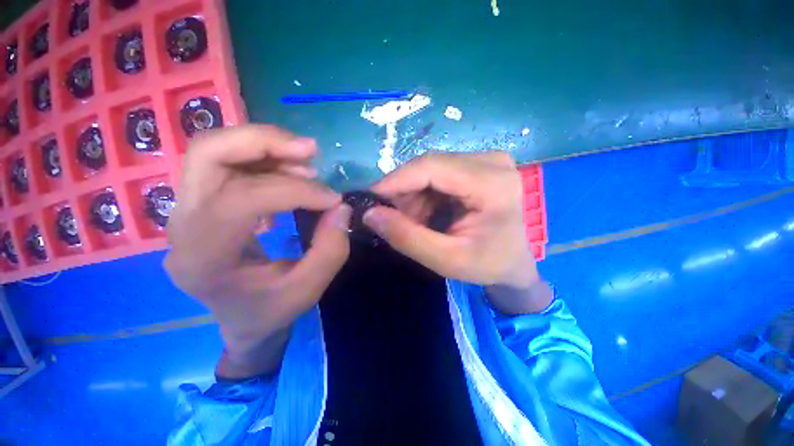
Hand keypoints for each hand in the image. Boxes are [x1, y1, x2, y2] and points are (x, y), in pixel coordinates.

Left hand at [164, 125, 350, 376]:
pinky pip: (225, 162)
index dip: (296, 191)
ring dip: (264, 145)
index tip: (333, 199)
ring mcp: (185, 210)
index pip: (242, 200)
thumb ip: (330, 249)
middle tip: (310, 150)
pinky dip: (262, 157)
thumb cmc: (270, 310)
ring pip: (213, 150)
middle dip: (263, 142)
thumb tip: (341, 207)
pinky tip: (289, 172)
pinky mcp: (199, 202)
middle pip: (208, 154)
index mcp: (204, 258)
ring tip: (305, 160)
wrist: (240, 318)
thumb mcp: (308, 289)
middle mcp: (183, 226)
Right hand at [364, 152, 550, 313]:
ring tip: (414, 222)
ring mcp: (486, 160)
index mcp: (492, 184)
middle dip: (404, 192)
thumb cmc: (488, 265)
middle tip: (392, 218)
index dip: (395, 180)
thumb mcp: (446, 260)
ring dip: (413, 195)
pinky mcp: (478, 165)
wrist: (514, 262)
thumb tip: (370, 214)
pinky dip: (424, 194)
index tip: (370, 199)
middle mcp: (491, 161)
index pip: (431, 167)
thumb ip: (406, 237)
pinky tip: (426, 214)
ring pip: (430, 169)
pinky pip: (438, 173)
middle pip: (429, 166)